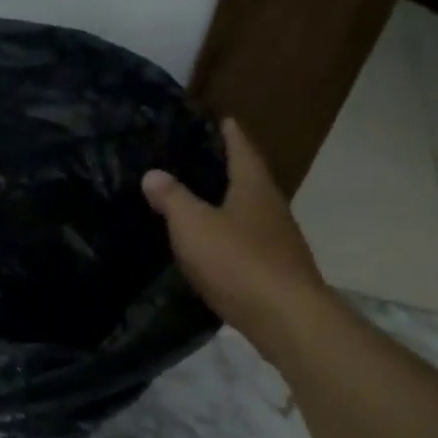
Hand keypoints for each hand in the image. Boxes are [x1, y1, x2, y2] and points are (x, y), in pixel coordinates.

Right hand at [142, 117, 328, 338]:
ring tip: (198, 200)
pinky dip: (229, 234)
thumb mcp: (194, 225)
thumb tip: (153, 173)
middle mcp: (271, 207)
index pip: (242, 149)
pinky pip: (248, 240)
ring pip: (249, 211)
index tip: (219, 119)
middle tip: (196, 159)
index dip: (229, 133)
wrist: (285, 318)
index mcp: (254, 188)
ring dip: (227, 203)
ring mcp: (278, 240)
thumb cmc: (238, 261)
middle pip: (249, 179)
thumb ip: (172, 198)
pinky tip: (212, 244)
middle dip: (227, 167)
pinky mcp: (275, 268)